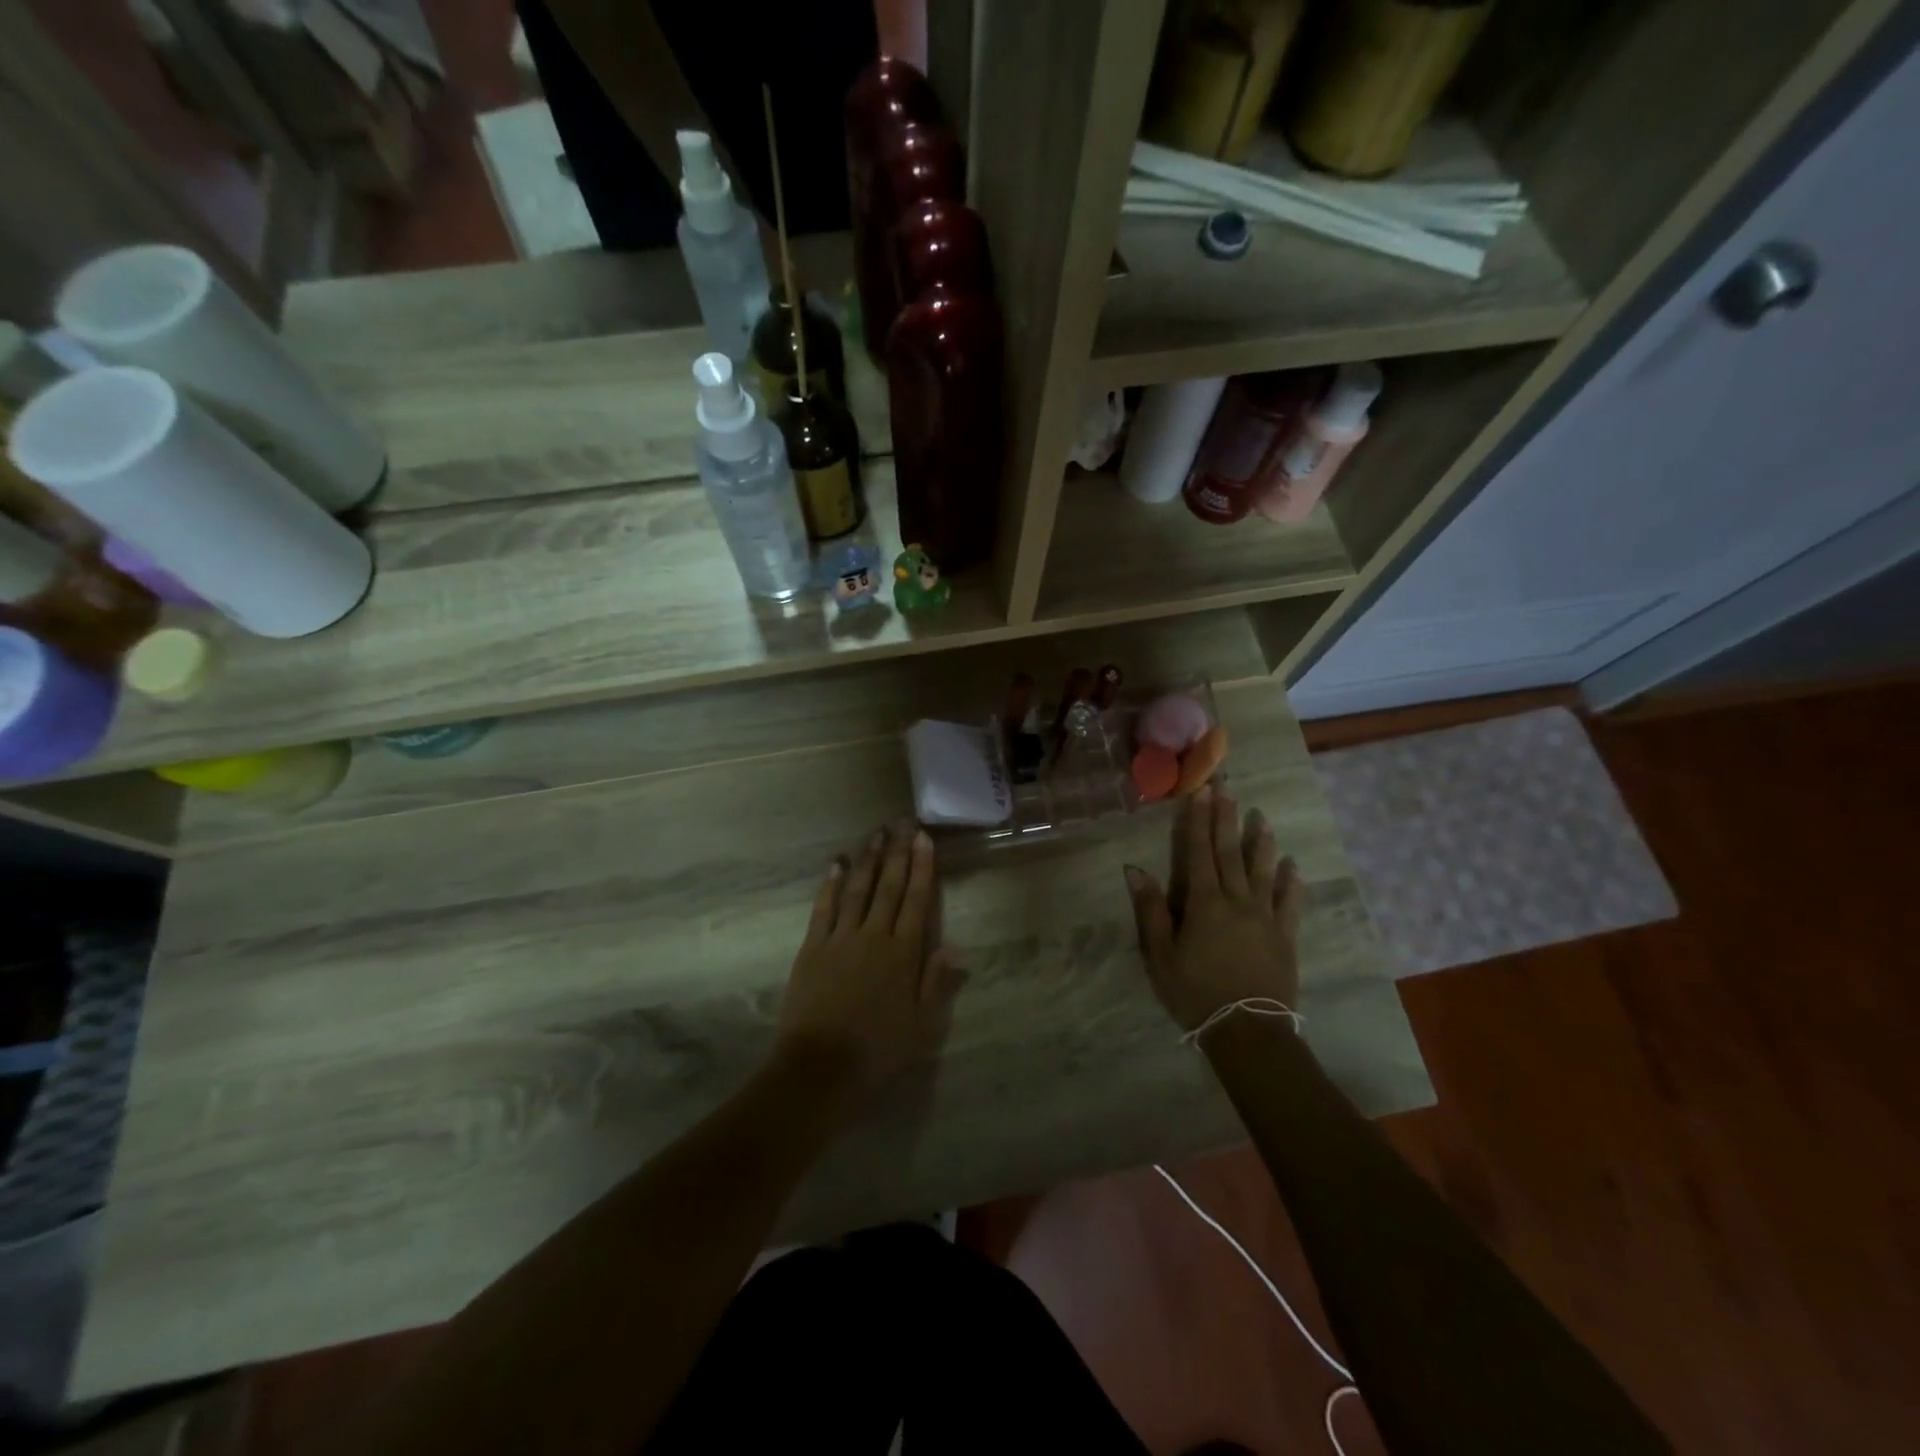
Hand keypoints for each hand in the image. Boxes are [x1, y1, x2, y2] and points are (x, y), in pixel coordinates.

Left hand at [776, 821, 960, 1097]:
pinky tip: (836, 864)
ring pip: (857, 889)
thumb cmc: (878, 1051)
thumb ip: (936, 982)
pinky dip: (830, 884)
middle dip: (897, 852)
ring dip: (867, 859)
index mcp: (903, 953)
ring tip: (875, 834)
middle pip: (888, 886)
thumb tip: (954, 946)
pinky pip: (824, 908)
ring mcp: (840, 939)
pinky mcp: (812, 948)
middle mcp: (874, 936)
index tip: (924, 838)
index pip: (917, 900)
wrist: (820, 1069)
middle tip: (902, 822)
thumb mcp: (921, 1025)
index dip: (922, 867)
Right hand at [1123, 785, 1300, 1031]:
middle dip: (1226, 820)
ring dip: (1261, 843)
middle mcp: (1237, 901)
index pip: (1199, 853)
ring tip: (1262, 818)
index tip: (1200, 793)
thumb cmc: (1196, 992)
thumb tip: (1134, 869)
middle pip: (1230, 853)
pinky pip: (1289, 903)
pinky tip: (1292, 865)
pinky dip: (1290, 882)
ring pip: (1262, 871)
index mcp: (1204, 904)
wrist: (1248, 1031)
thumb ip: (1151, 910)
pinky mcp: (1285, 936)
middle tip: (1228, 790)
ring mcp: (1265, 917)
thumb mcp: (1161, 956)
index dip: (1198, 821)